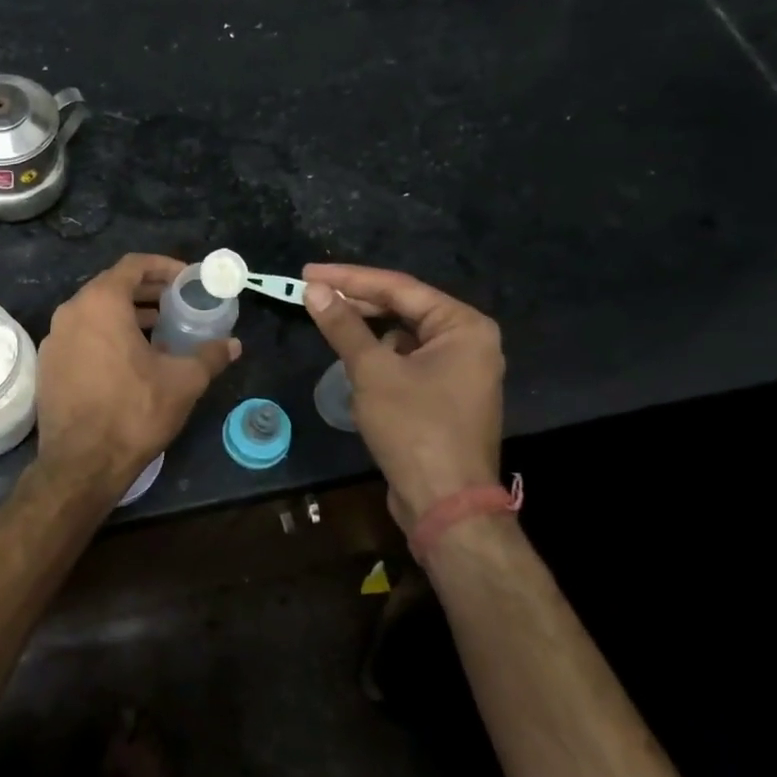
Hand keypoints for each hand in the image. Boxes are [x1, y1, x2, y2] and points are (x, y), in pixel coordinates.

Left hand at [35, 254, 240, 499]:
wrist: (82, 463)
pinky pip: (82, 336)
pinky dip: (107, 336)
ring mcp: (54, 339)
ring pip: (95, 313)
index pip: (133, 265)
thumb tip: (233, 344)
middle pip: (112, 287)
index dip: (164, 267)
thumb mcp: (183, 381)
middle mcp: (71, 312)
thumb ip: (210, 355)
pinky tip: (131, 360)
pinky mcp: (48, 365)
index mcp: (100, 303)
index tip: (187, 279)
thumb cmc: (134, 411)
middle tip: (177, 303)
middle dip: (147, 292)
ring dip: (128, 315)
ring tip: (161, 331)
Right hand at [302, 263, 504, 528]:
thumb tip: (314, 290)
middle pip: (404, 308)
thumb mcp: (373, 371)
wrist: (445, 503)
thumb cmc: (414, 428)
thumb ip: (343, 326)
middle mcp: (469, 341)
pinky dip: (380, 357)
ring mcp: (460, 370)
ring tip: (328, 322)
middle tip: (312, 293)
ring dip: (367, 330)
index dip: (349, 278)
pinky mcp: (445, 396)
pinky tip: (353, 361)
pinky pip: (407, 361)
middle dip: (357, 302)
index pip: (398, 287)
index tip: (308, 273)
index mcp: (463, 326)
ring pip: (403, 336)